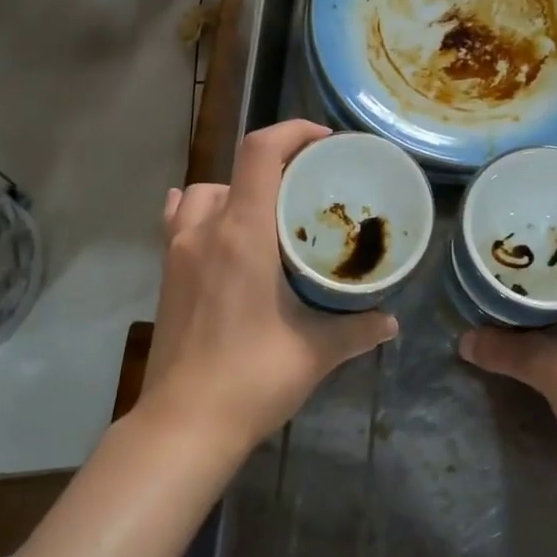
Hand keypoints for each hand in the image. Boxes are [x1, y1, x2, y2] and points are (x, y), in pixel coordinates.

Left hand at [143, 120, 398, 451]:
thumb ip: (356, 330)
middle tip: (306, 190)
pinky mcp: (165, 275)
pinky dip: (198, 211)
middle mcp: (204, 231)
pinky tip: (215, 229)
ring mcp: (177, 252)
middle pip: (235, 169)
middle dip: (274, 165)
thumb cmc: (252, 379)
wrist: (184, 424)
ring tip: (264, 213)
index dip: (292, 132)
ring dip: (234, 189)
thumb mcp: (315, 352)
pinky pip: (178, 221)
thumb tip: (390, 322)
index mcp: (241, 234)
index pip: (260, 153)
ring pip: (202, 192)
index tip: (325, 141)